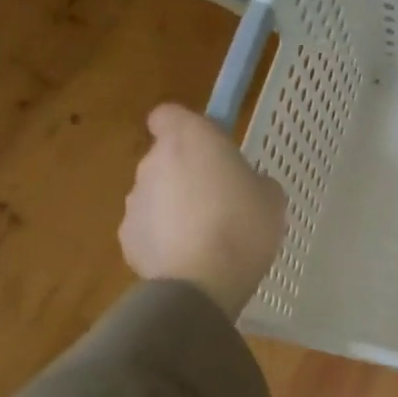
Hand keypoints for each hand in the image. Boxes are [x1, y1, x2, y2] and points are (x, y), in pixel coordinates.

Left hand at [119, 104, 286, 316]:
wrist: (203, 281)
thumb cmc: (244, 225)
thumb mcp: (271, 196)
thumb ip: (250, 180)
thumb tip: (242, 186)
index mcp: (190, 139)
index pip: (169, 115)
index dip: (186, 129)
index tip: (209, 149)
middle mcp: (153, 162)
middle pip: (166, 158)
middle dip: (187, 174)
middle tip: (221, 200)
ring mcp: (134, 201)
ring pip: (157, 195)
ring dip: (176, 208)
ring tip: (207, 238)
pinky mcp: (127, 238)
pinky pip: (149, 229)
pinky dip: (165, 239)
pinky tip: (190, 260)